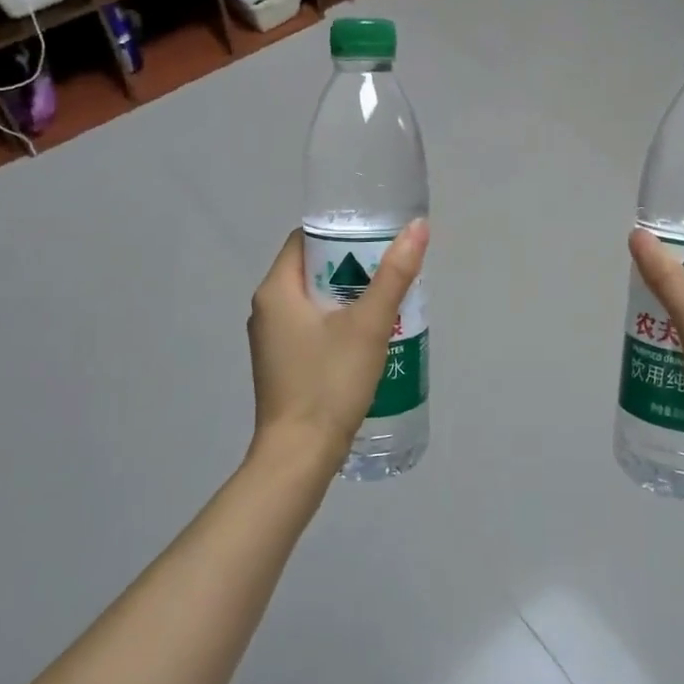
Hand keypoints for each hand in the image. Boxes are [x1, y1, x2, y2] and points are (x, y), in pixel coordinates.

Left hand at [248, 222, 428, 467]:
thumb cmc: (329, 382)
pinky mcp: (280, 364)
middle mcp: (266, 309)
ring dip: (347, 297)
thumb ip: (394, 274)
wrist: (299, 456)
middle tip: (389, 273)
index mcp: (275, 290)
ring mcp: (270, 340)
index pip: (305, 240)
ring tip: (385, 303)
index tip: (376, 239)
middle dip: (351, 267)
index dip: (341, 233)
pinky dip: (336, 323)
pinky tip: (366, 338)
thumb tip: (417, 227)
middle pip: (311, 270)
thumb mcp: (369, 324)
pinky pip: (310, 327)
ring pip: (312, 301)